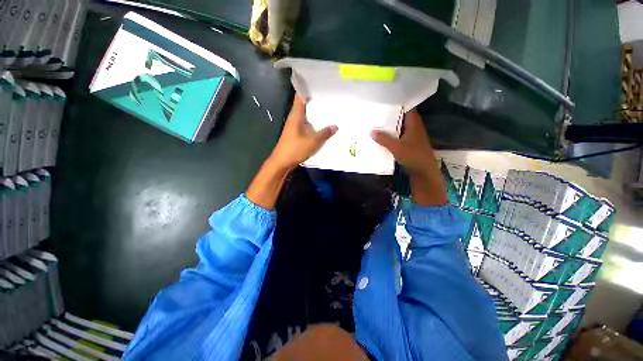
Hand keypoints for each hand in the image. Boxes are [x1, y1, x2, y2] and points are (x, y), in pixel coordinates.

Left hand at [268, 94, 337, 171]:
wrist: (282, 162)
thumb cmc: (295, 148)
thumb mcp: (313, 141)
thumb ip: (324, 133)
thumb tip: (336, 126)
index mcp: (296, 115)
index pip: (300, 96)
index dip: (306, 88)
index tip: (317, 82)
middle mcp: (294, 118)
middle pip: (304, 105)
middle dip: (315, 100)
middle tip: (329, 96)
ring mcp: (294, 127)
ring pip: (305, 116)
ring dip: (314, 113)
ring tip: (328, 109)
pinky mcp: (296, 135)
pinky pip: (306, 125)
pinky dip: (313, 123)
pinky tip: (321, 126)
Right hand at [371, 110, 446, 205]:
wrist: (424, 172)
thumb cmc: (413, 156)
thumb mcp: (396, 147)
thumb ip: (384, 139)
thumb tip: (371, 131)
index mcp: (414, 124)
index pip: (407, 108)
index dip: (397, 104)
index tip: (384, 101)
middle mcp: (413, 127)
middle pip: (401, 117)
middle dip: (390, 115)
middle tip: (376, 112)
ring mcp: (411, 136)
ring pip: (399, 127)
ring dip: (390, 126)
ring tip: (376, 123)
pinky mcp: (409, 144)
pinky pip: (398, 136)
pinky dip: (391, 135)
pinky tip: (381, 137)